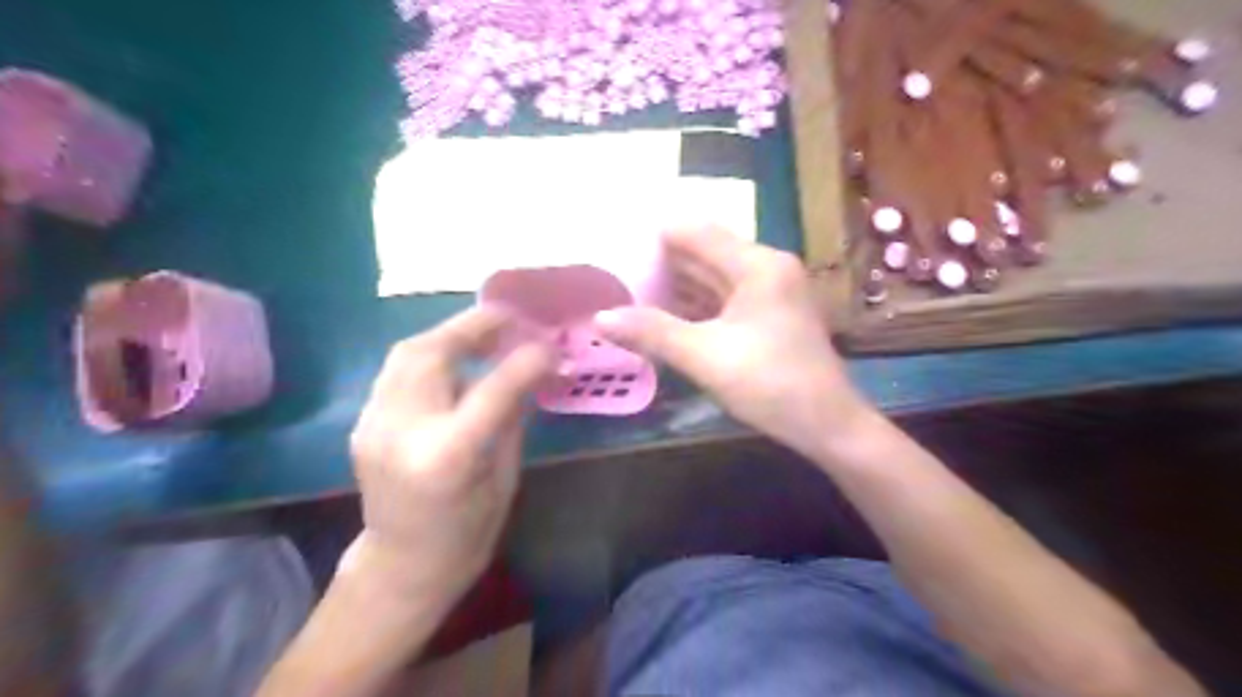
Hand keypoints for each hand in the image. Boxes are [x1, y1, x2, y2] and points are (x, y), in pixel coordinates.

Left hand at [341, 307, 550, 608]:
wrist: (402, 566)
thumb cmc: (467, 533)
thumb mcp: (504, 477)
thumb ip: (512, 417)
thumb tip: (532, 370)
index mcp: (447, 456)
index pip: (492, 388)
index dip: (526, 359)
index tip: (551, 346)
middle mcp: (403, 431)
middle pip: (433, 352)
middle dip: (475, 325)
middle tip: (510, 318)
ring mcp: (374, 423)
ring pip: (407, 352)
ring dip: (450, 333)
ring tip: (485, 331)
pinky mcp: (364, 422)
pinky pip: (399, 370)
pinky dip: (431, 353)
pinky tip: (456, 358)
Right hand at [597, 225, 865, 459]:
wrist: (827, 425)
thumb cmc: (770, 384)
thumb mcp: (705, 356)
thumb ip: (652, 332)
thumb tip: (600, 317)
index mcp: (756, 265)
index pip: (696, 232)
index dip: (655, 236)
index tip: (616, 244)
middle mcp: (766, 269)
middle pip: (705, 253)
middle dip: (661, 263)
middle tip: (614, 270)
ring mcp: (771, 293)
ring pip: (713, 279)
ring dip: (676, 286)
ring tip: (629, 291)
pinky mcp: (769, 317)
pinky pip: (724, 300)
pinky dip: (695, 306)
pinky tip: (664, 315)